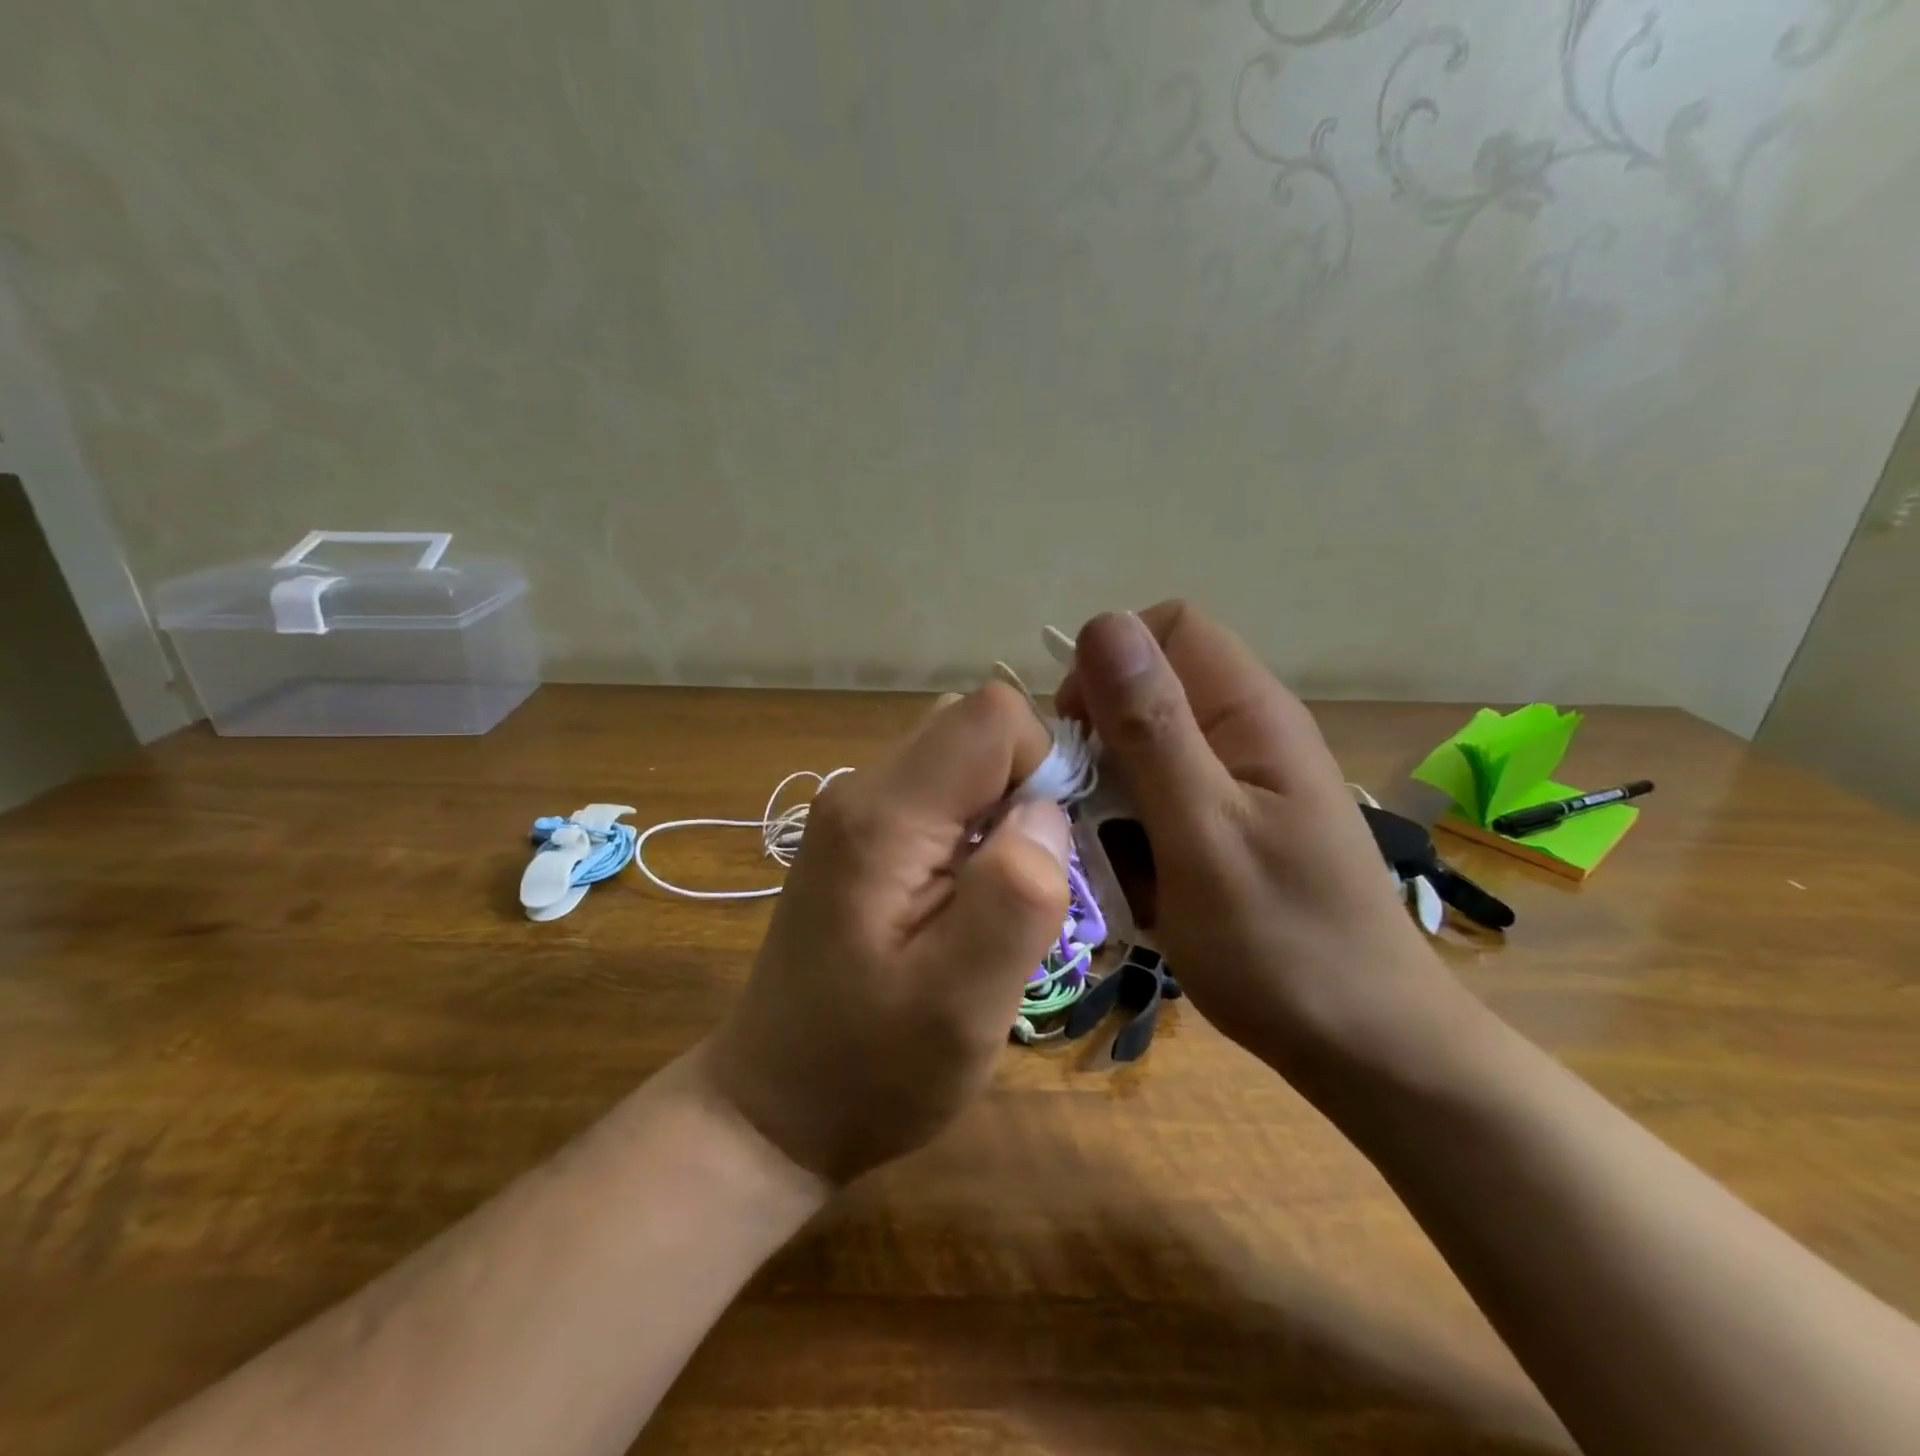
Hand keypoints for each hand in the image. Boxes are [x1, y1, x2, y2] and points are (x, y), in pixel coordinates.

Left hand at [703, 684, 1069, 1184]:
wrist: (774, 1107)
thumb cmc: (870, 1069)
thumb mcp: (963, 1002)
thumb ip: (1016, 895)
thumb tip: (1045, 812)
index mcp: (884, 816)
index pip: (991, 715)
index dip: (1041, 765)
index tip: (1044, 851)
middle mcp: (861, 789)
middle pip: (974, 729)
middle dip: (1023, 790)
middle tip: (1022, 884)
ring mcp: (853, 810)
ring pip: (960, 760)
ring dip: (1000, 815)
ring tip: (991, 902)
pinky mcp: (859, 836)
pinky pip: (939, 795)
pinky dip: (973, 831)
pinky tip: (961, 903)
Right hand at [1055, 603, 1470, 1086]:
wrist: (1366, 1046)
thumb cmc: (1282, 943)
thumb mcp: (1202, 832)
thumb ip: (1152, 729)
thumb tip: (1105, 625)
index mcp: (1250, 712)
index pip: (1166, 628)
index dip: (1109, 666)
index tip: (1080, 738)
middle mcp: (1248, 730)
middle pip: (1150, 690)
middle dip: (1103, 742)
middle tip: (1091, 815)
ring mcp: (1242, 780)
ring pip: (1146, 749)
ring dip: (1114, 795)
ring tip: (1117, 861)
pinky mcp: (1233, 822)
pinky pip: (1161, 798)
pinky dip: (1135, 830)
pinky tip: (1141, 882)